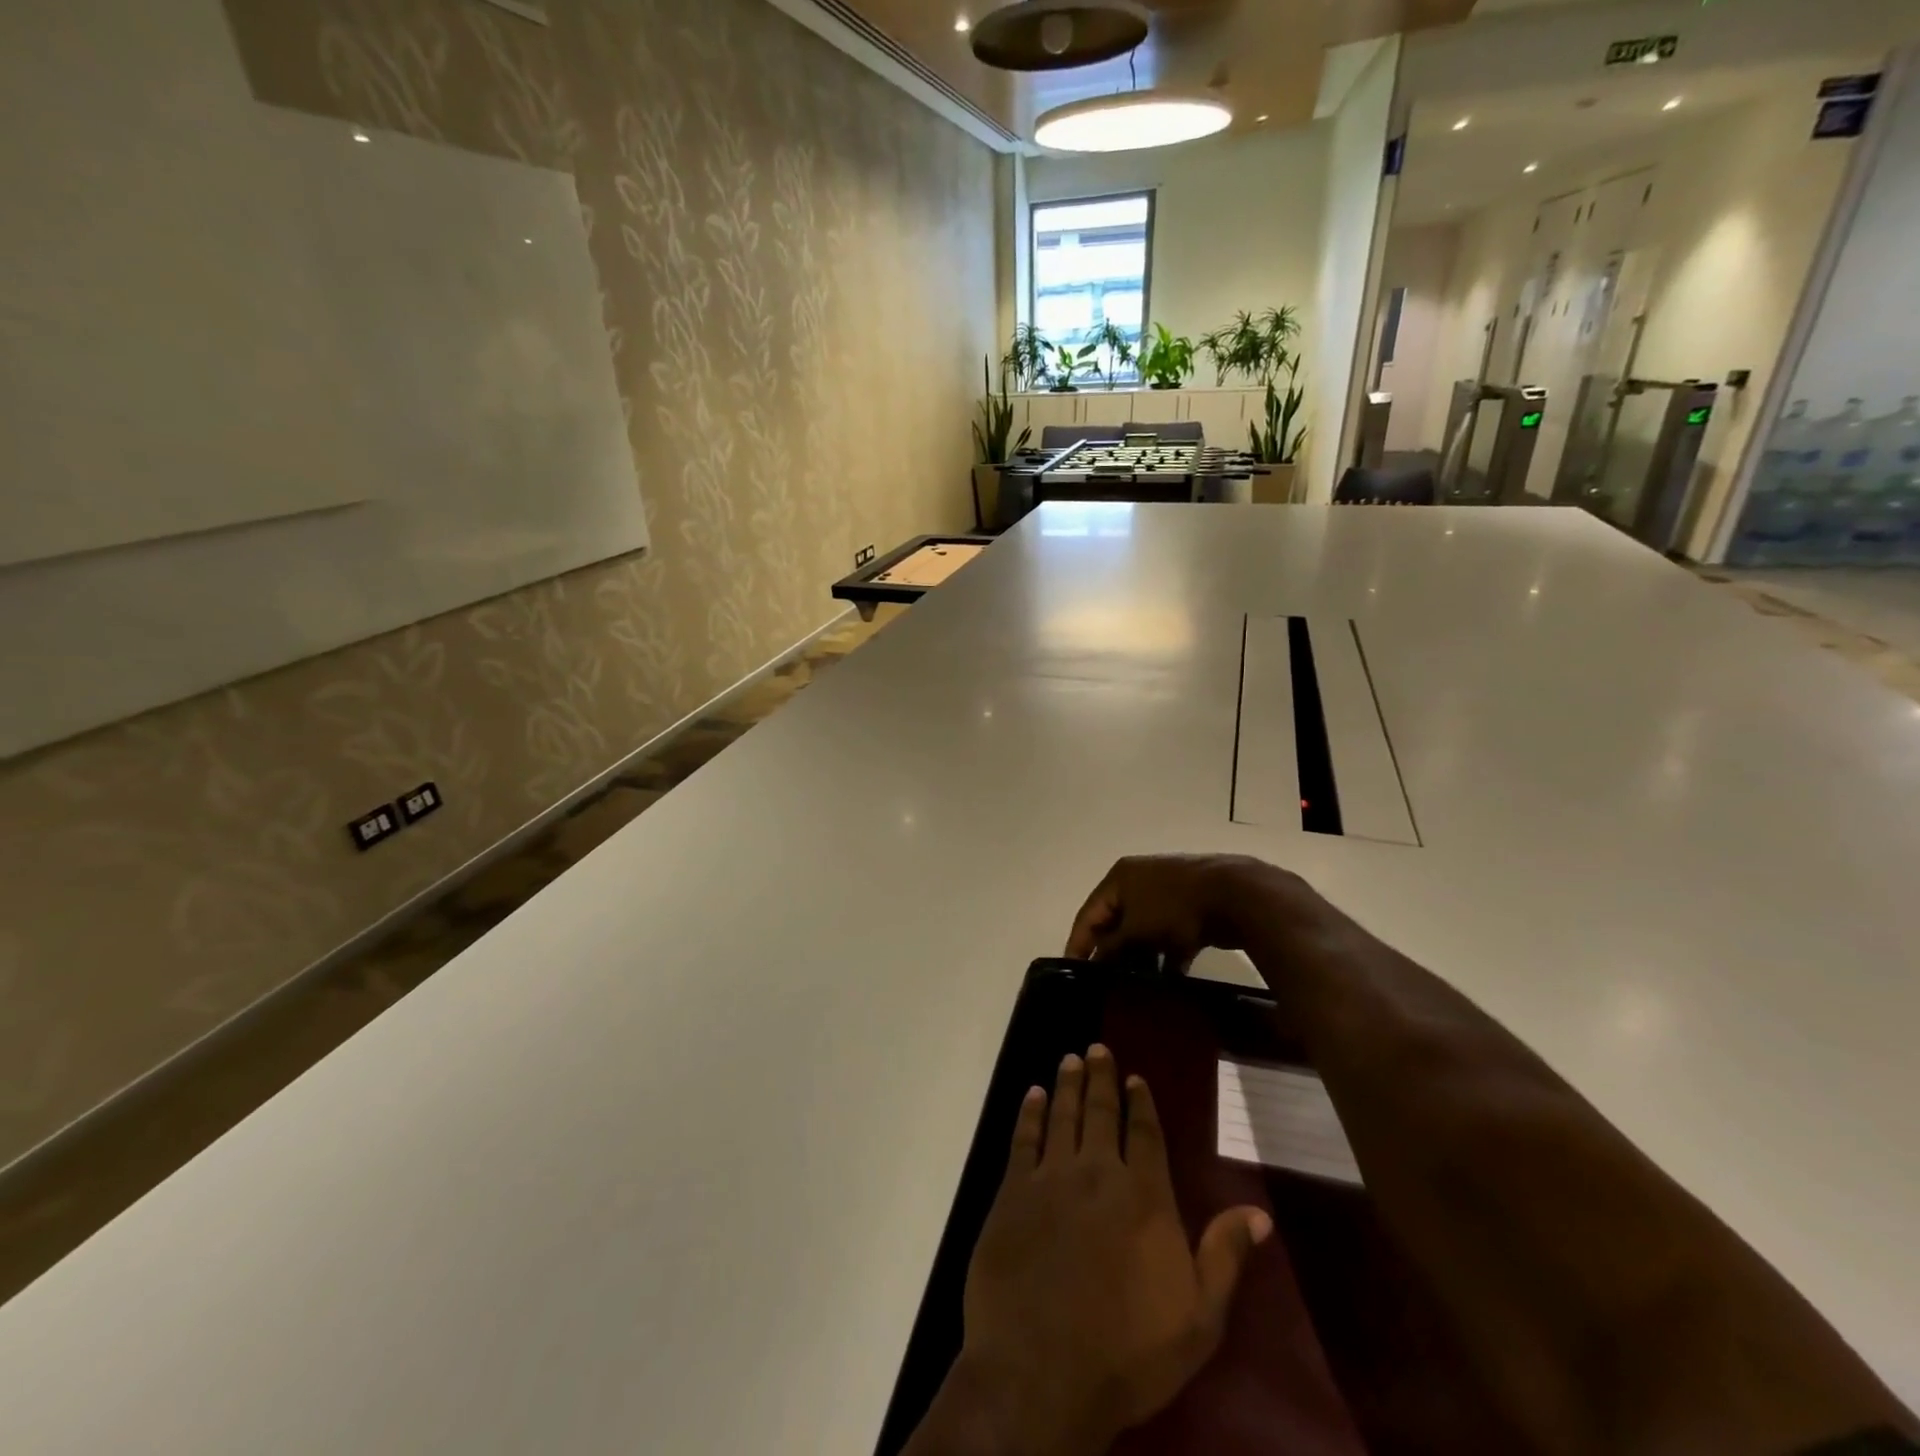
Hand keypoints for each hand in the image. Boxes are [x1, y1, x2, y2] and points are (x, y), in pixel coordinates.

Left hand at [952, 1045, 1271, 1454]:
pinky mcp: (1012, 1192)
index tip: (1135, 1077)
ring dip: (1067, 1084)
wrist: (1041, 1371)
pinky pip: (1023, 1139)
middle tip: (1097, 1048)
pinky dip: (1029, 1113)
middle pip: (1100, 1112)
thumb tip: (1260, 1212)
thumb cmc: (1128, 1352)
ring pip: (1062, 1116)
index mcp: (1143, 1196)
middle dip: (1100, 1078)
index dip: (1140, 1102)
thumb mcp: (1198, 1319)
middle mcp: (1097, 1173)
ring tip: (1070, 1058)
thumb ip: (1224, 1257)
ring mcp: (1050, 1178)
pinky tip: (1033, 1095)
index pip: (1145, 1133)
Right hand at [1064, 854, 1309, 970]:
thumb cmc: (1174, 907)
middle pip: (1116, 922)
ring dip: (1140, 957)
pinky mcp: (1191, 910)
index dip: (1079, 943)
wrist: (1235, 895)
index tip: (1071, 971)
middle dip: (1111, 952)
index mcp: (1119, 878)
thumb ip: (1112, 947)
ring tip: (1132, 987)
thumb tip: (1097, 962)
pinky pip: (1169, 937)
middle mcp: (1139, 882)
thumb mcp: (1135, 930)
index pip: (1089, 914)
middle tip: (1102, 983)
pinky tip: (1167, 982)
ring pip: (1144, 931)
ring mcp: (1167, 894)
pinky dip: (1167, 957)